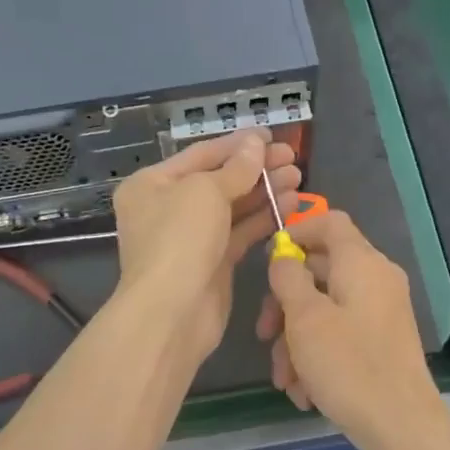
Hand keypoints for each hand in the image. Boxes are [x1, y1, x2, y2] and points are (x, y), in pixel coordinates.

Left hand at [113, 129, 299, 360]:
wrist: (172, 312)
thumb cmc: (179, 240)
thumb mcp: (206, 192)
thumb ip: (236, 167)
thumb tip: (255, 144)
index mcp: (152, 184)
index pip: (201, 155)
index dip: (238, 144)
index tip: (272, 137)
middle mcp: (167, 207)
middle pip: (219, 180)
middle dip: (256, 168)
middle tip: (293, 159)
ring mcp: (190, 237)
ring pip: (233, 207)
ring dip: (265, 191)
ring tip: (297, 178)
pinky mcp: (212, 263)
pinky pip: (240, 232)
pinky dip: (264, 218)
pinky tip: (291, 205)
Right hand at [257, 210, 449, 449]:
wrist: (402, 427)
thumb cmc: (348, 365)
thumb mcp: (305, 318)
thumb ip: (288, 278)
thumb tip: (284, 258)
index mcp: (362, 262)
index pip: (329, 222)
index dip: (296, 231)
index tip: (268, 260)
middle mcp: (376, 279)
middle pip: (320, 270)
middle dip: (285, 304)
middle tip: (263, 335)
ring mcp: (381, 311)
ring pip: (325, 308)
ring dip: (296, 340)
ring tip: (284, 381)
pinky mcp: (382, 341)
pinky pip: (342, 333)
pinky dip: (318, 354)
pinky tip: (304, 391)